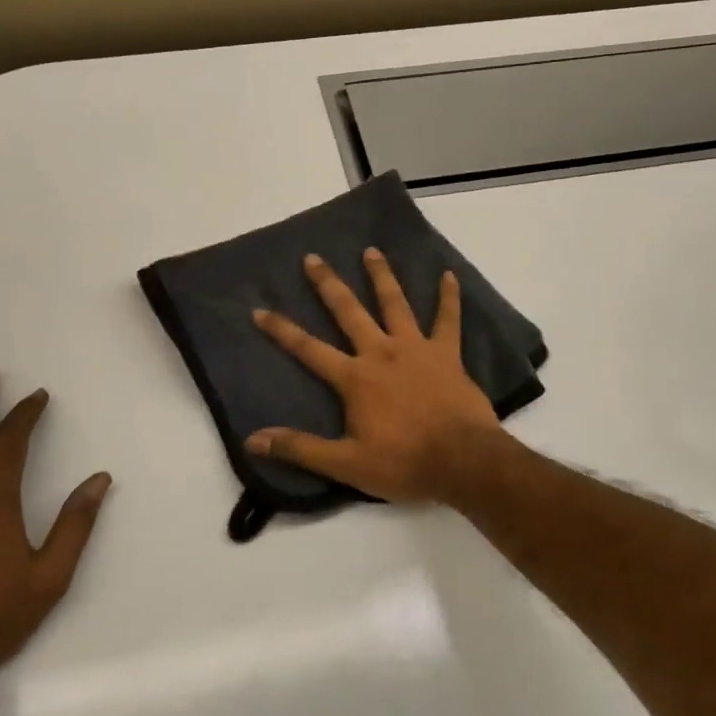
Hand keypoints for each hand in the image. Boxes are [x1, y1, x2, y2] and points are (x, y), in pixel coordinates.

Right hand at [247, 249, 504, 503]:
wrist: (462, 461)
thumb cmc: (403, 463)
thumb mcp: (345, 464)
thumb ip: (300, 448)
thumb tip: (253, 440)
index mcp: (354, 378)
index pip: (308, 349)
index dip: (282, 330)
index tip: (260, 309)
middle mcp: (381, 353)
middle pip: (349, 312)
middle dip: (328, 285)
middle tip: (313, 258)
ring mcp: (416, 348)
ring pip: (395, 304)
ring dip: (382, 276)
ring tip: (372, 251)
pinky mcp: (447, 353)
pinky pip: (448, 319)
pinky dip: (449, 297)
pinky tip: (449, 275)